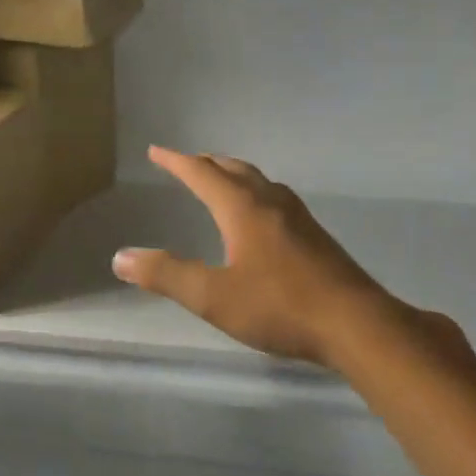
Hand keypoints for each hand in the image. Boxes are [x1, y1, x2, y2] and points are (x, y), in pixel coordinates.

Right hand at [112, 146, 424, 366]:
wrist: (354, 324)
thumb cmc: (279, 306)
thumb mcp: (213, 296)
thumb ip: (167, 275)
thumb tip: (121, 257)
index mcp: (243, 209)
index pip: (203, 173)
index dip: (177, 162)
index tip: (156, 151)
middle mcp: (271, 203)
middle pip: (235, 170)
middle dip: (207, 164)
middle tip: (187, 163)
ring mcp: (299, 218)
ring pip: (260, 183)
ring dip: (234, 176)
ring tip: (221, 182)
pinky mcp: (315, 238)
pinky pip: (276, 201)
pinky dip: (255, 195)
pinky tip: (261, 219)